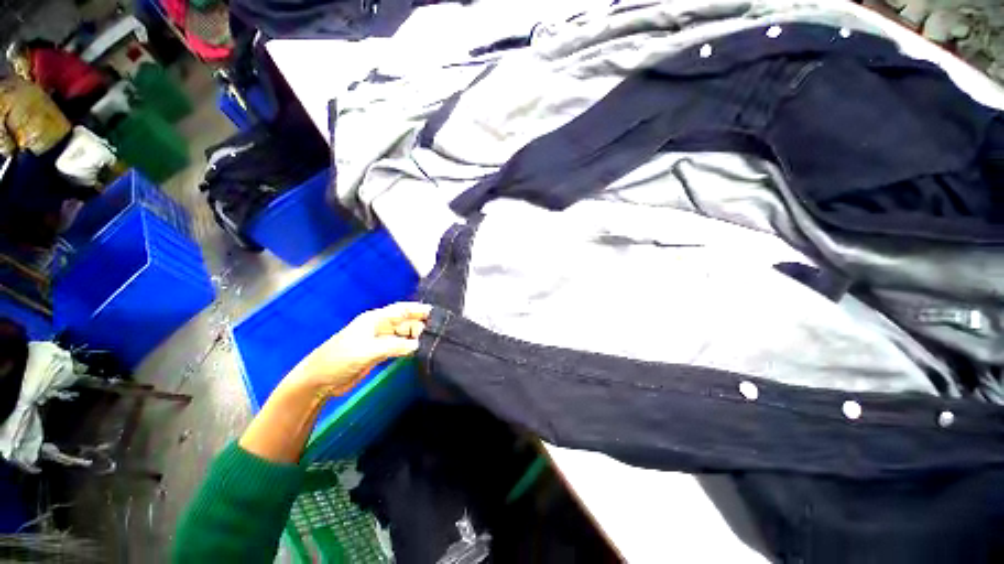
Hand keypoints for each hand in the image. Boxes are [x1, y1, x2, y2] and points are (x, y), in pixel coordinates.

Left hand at [286, 302, 431, 395]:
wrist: (319, 380)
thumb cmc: (340, 359)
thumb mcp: (368, 351)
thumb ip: (394, 346)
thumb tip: (417, 345)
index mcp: (374, 319)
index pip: (401, 310)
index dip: (417, 309)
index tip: (434, 313)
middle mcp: (379, 327)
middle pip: (404, 322)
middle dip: (419, 325)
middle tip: (436, 332)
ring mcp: (379, 340)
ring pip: (402, 334)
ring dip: (414, 337)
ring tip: (430, 341)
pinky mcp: (378, 353)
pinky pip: (398, 346)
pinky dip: (408, 347)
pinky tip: (417, 350)